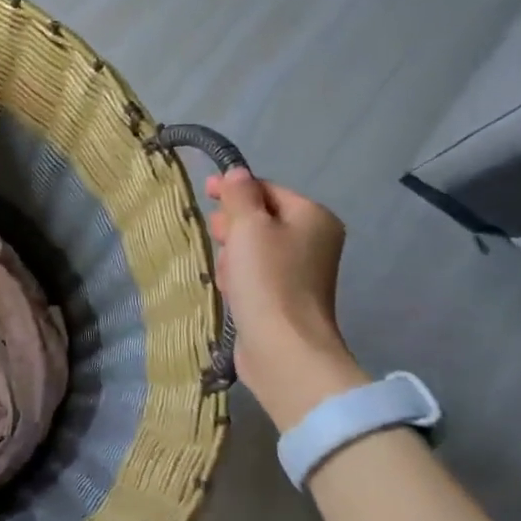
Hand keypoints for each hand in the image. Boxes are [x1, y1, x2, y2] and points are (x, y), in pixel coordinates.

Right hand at [206, 169, 368, 429]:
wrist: (283, 347)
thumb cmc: (268, 279)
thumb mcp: (249, 226)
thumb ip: (240, 195)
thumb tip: (237, 173)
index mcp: (313, 216)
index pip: (266, 189)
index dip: (235, 188)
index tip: (206, 191)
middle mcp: (313, 240)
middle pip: (259, 217)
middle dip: (233, 226)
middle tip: (220, 238)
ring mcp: (300, 271)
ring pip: (251, 247)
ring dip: (232, 256)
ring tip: (227, 274)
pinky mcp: (284, 297)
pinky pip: (254, 274)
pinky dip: (239, 278)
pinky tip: (231, 291)